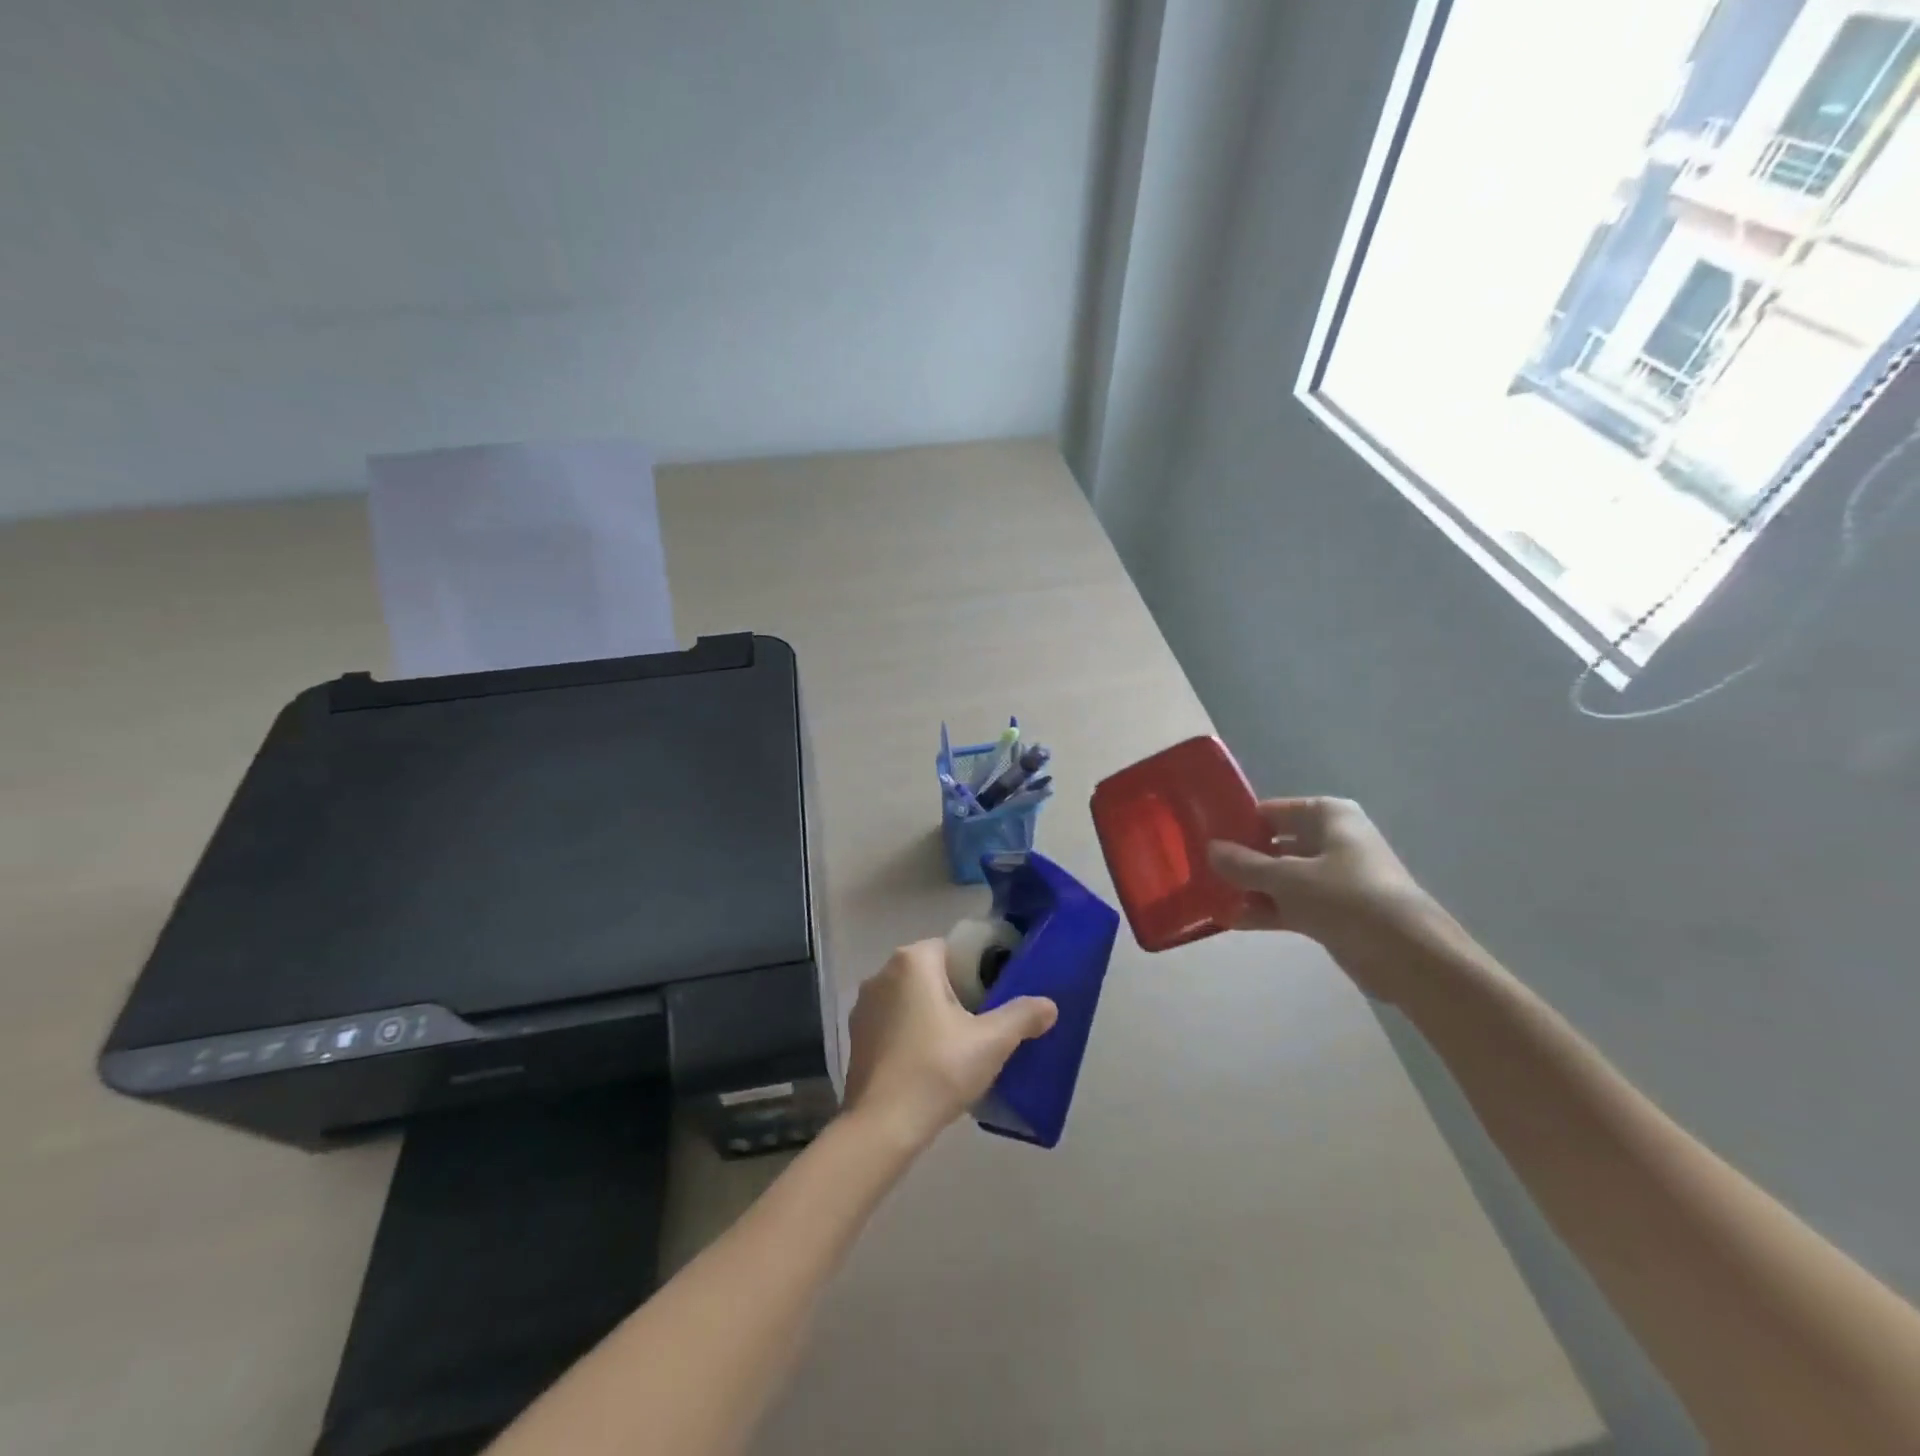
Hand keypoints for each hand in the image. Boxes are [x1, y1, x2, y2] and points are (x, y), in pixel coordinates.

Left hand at [841, 940, 1057, 1151]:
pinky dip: (910, 1033)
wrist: (882, 1126)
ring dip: (931, 1013)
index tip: (995, 995)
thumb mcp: (991, 1042)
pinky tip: (928, 1062)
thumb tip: (1050, 1005)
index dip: (977, 968)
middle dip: (956, 992)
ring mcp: (863, 1006)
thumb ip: (1023, 1016)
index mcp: (913, 961)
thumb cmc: (938, 1070)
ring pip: (910, 997)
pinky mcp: (855, 1036)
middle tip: (982, 1022)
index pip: (952, 948)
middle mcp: (882, 973)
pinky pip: (893, 1022)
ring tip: (958, 1045)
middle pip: (931, 972)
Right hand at [1207, 797, 1445, 1000]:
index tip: (1202, 837)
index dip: (1238, 823)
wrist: (1409, 956)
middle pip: (1275, 844)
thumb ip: (1245, 864)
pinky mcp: (1333, 911)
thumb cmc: (1348, 898)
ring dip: (1249, 888)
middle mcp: (1332, 840)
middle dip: (1240, 859)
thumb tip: (1210, 850)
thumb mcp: (1288, 878)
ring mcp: (1333, 878)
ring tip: (1209, 896)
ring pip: (1280, 877)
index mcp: (1328, 816)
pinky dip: (1265, 911)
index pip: (1271, 811)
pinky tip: (1230, 920)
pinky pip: (1290, 904)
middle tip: (1199, 868)